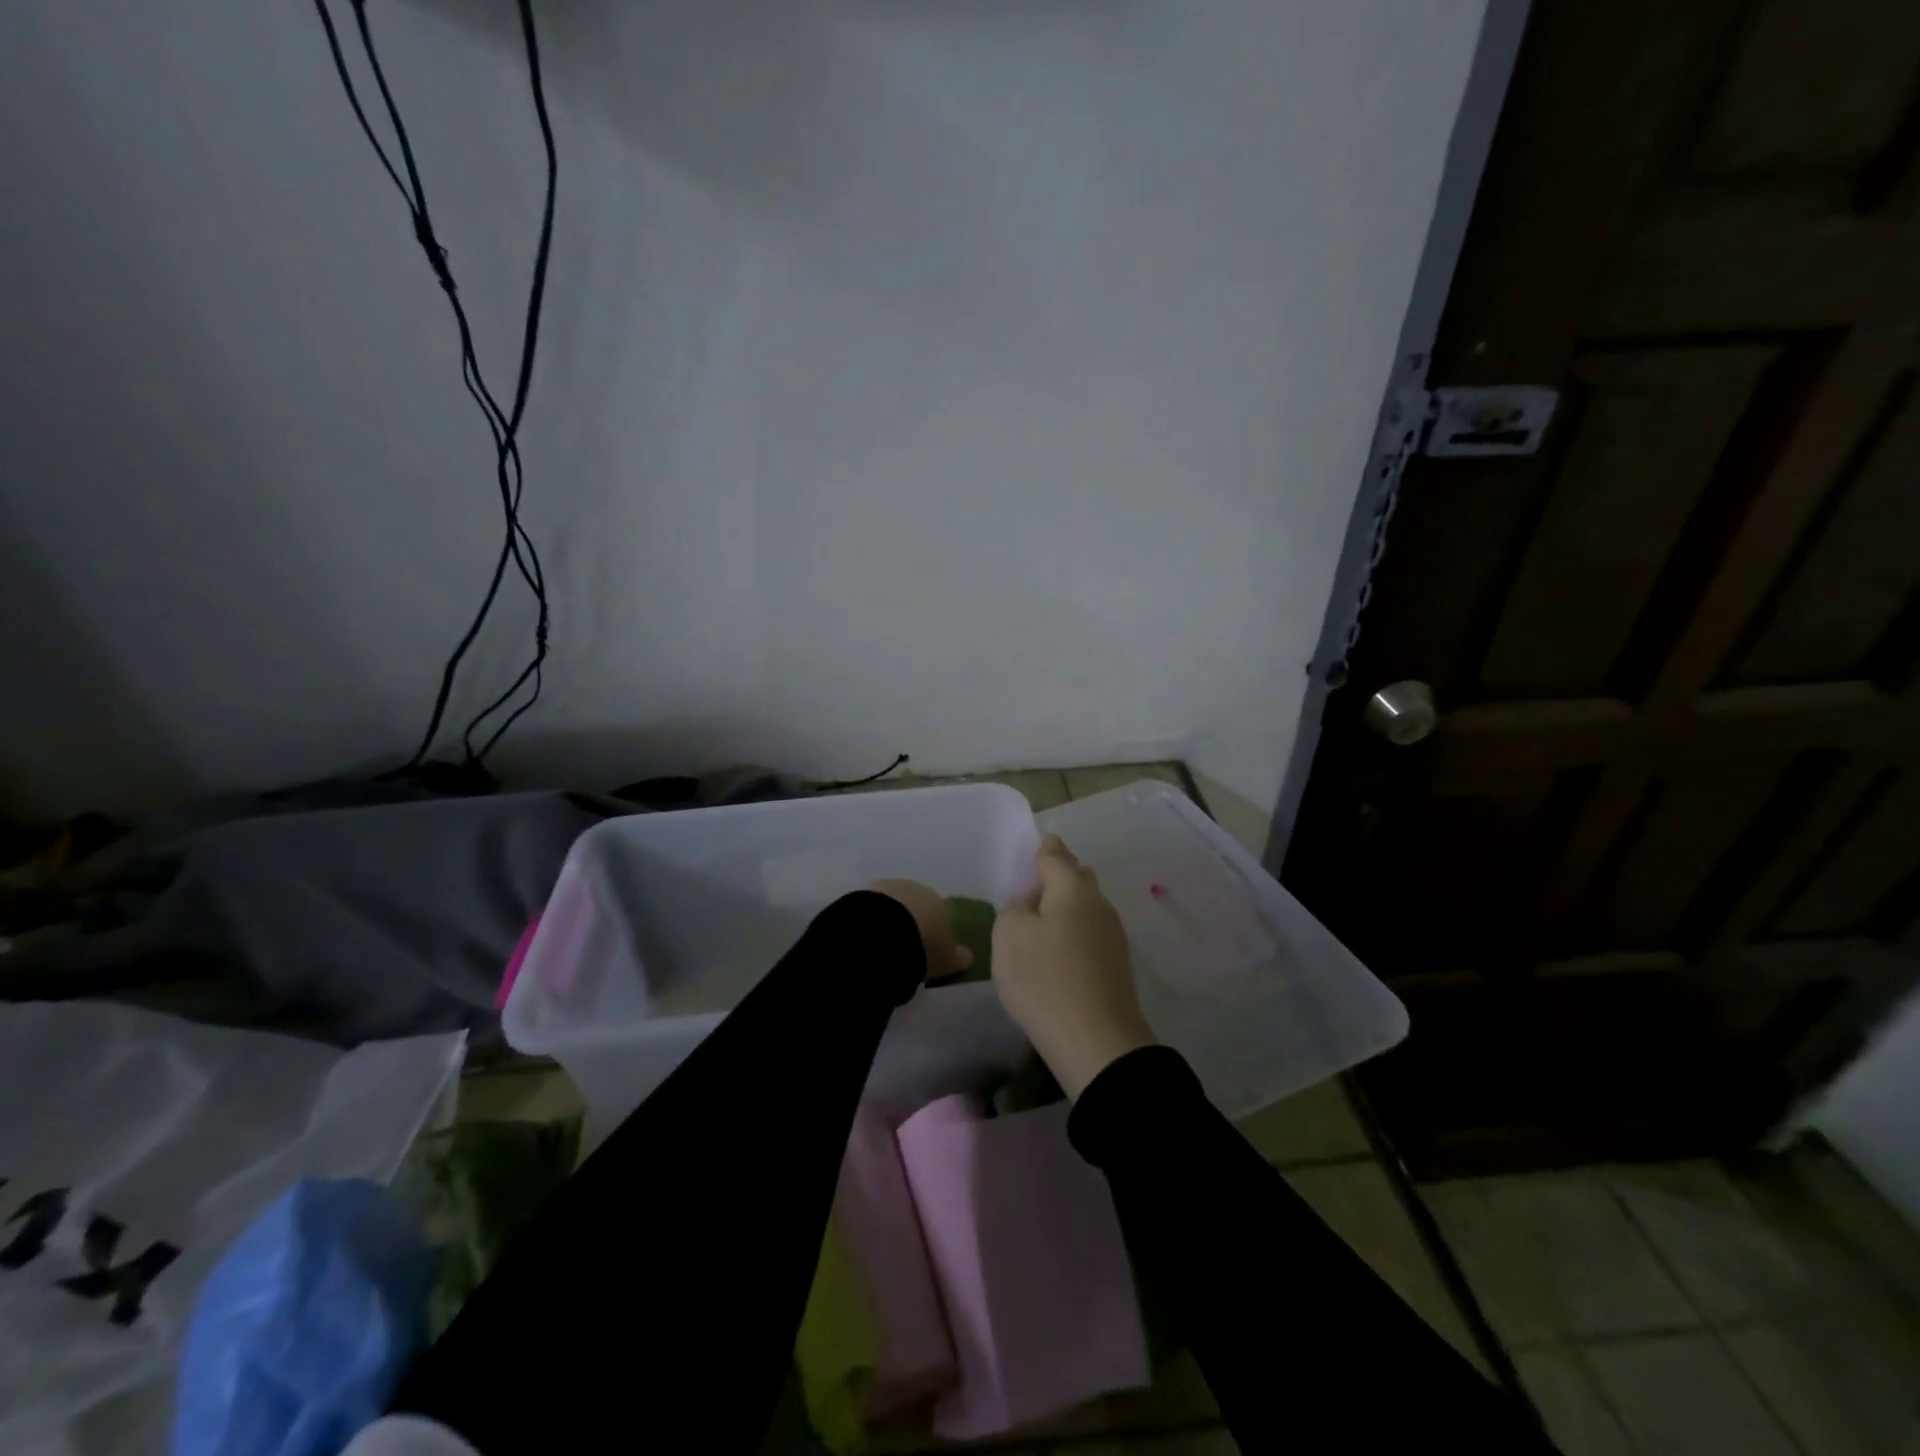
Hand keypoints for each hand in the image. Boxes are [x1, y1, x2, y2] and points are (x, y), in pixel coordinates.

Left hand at [869, 879, 973, 982]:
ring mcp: (888, 887)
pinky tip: (867, 937)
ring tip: (882, 945)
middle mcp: (916, 888)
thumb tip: (967, 956)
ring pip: (892, 904)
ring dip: (889, 919)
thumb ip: (959, 957)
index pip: (941, 914)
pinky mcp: (863, 892)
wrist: (885, 931)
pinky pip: (870, 908)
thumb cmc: (924, 946)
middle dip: (911, 922)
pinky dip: (870, 920)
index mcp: (941, 901)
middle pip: (915, 905)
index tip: (928, 948)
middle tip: (904, 947)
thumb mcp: (948, 959)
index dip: (934, 931)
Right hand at [990, 834, 1155, 1098]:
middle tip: (1026, 891)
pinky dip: (1073, 933)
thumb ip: (1014, 908)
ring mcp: (1113, 933)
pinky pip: (1090, 932)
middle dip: (1054, 876)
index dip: (1038, 847)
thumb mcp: (1008, 935)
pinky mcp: (1117, 963)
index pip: (1053, 852)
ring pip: (1084, 906)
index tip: (1026, 848)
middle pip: (1075, 876)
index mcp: (1072, 886)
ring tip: (1038, 924)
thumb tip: (1030, 904)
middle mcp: (1098, 901)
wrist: (1096, 1042)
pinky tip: (1057, 952)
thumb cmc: (1044, 979)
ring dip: (1064, 908)